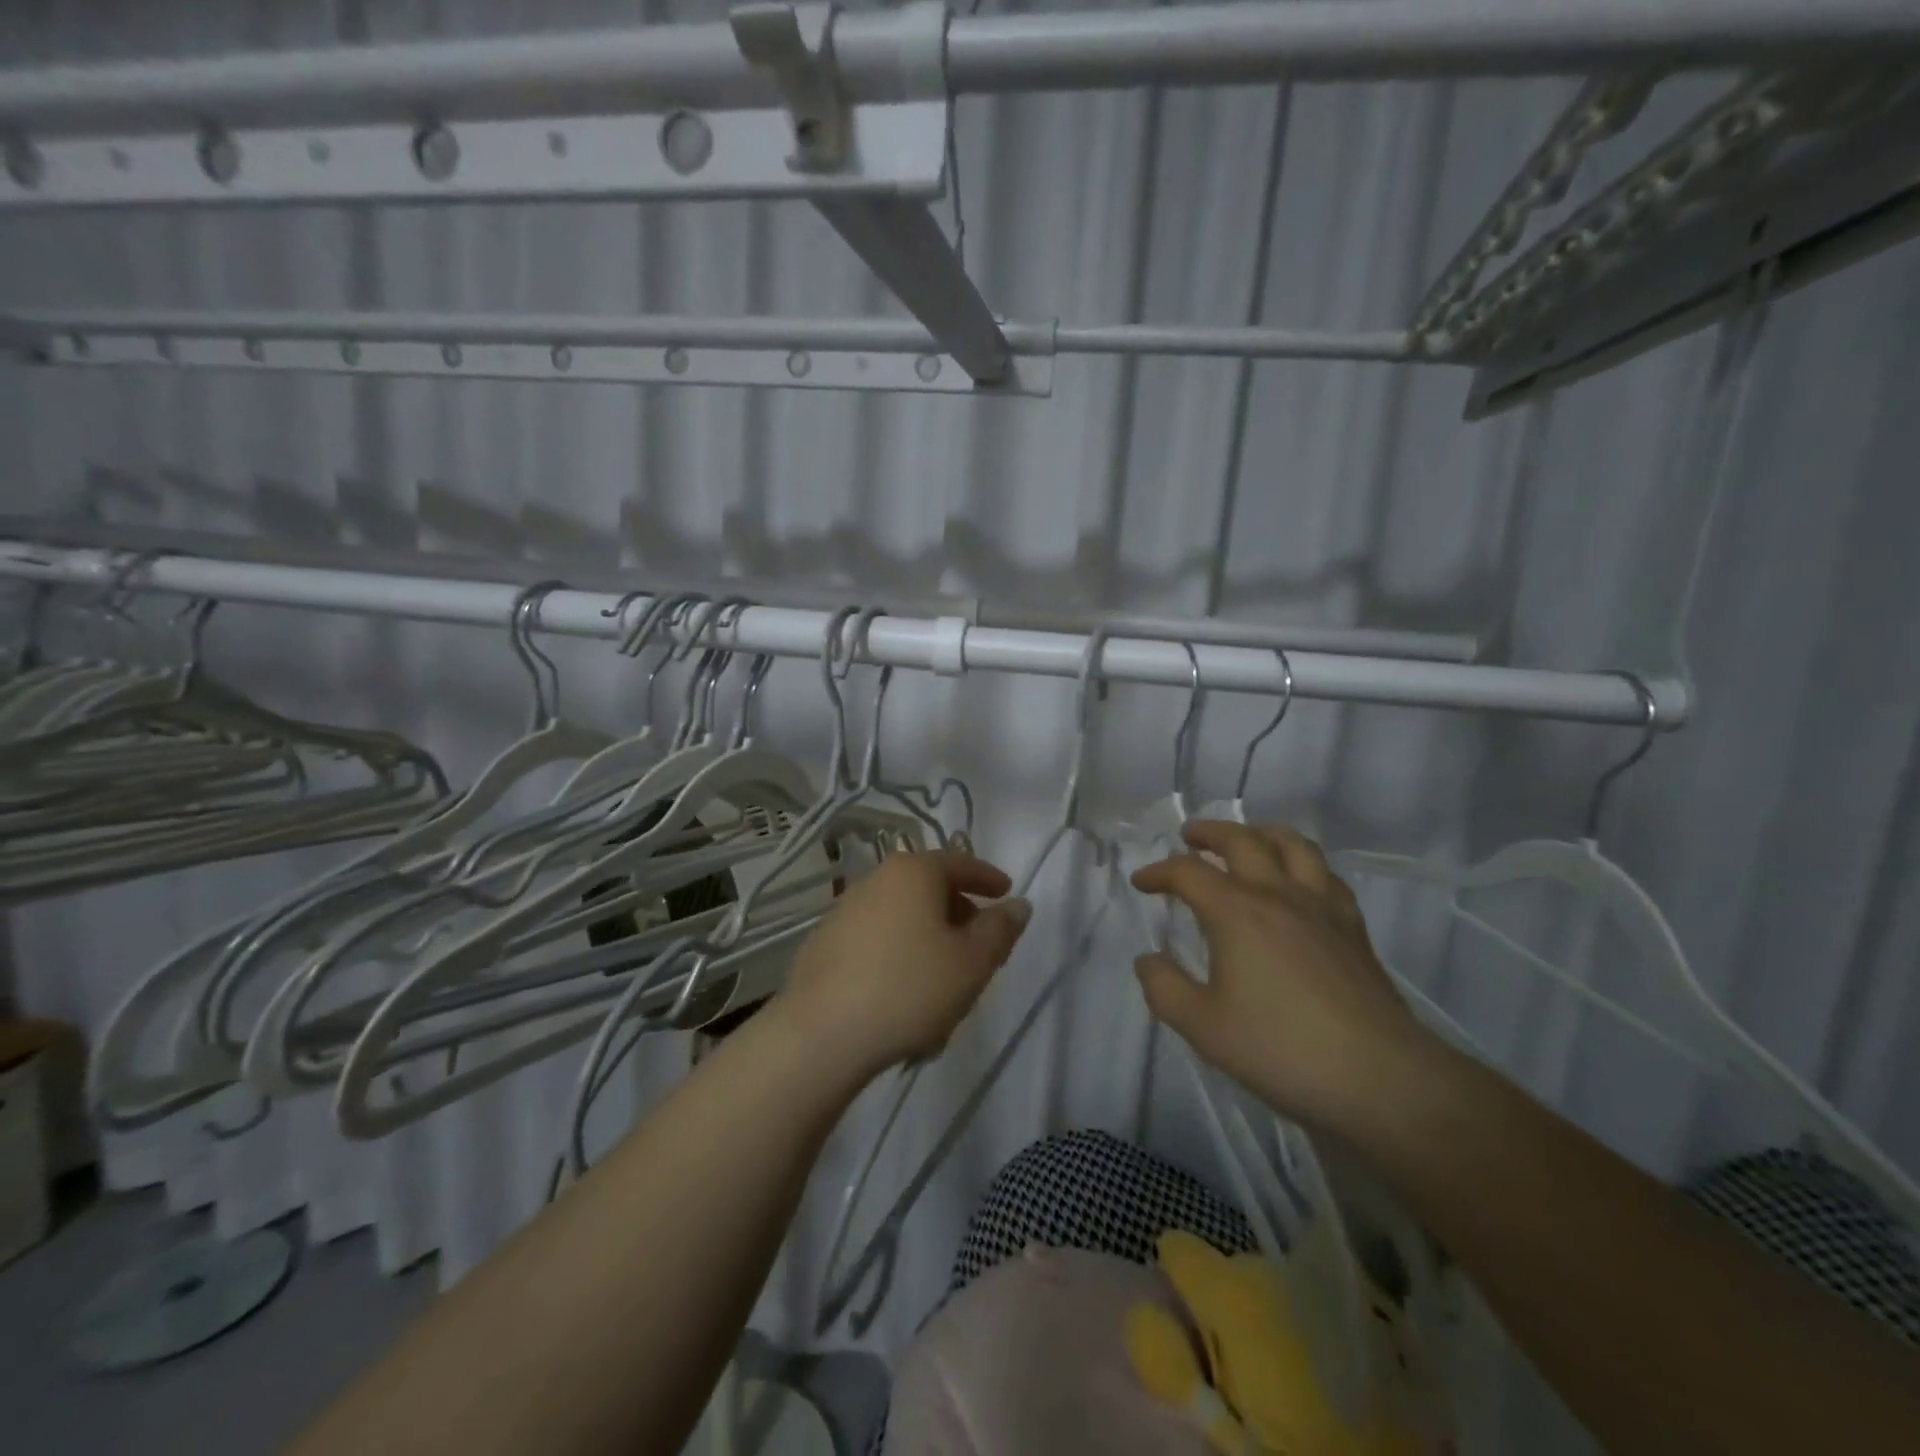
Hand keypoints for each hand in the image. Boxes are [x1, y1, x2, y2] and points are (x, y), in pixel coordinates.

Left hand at [778, 850, 1031, 1080]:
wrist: (822, 1034)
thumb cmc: (910, 988)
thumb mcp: (972, 963)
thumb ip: (1000, 930)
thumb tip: (1017, 905)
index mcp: (913, 872)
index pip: (960, 863)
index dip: (987, 878)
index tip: (1005, 893)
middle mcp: (875, 879)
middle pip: (928, 887)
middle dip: (957, 910)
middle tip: (979, 942)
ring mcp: (844, 910)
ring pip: (901, 914)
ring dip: (927, 935)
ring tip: (944, 974)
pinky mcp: (824, 943)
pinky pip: (876, 938)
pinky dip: (897, 951)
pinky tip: (903, 989)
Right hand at [1131, 821, 1433, 1131]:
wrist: (1379, 1077)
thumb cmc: (1280, 1049)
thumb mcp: (1203, 1027)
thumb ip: (1164, 988)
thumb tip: (1147, 959)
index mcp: (1236, 912)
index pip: (1188, 872)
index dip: (1158, 872)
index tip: (1141, 883)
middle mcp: (1278, 894)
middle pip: (1242, 840)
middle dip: (1209, 832)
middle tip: (1189, 836)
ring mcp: (1321, 906)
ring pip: (1293, 845)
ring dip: (1261, 833)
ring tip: (1247, 839)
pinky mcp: (1353, 926)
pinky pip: (1326, 874)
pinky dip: (1303, 863)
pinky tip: (1299, 880)